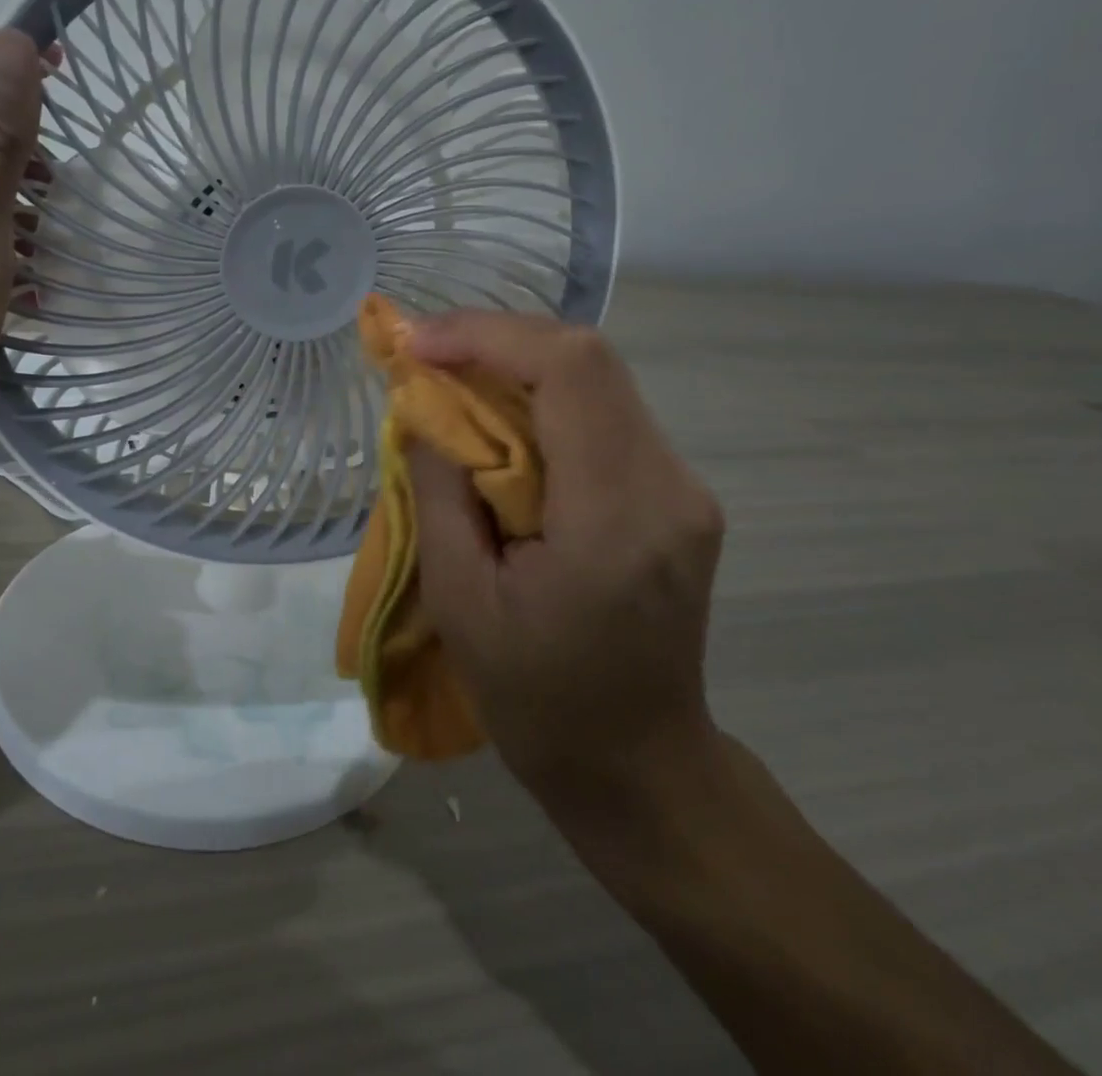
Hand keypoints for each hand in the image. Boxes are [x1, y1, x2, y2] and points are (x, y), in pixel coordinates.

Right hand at [404, 313, 725, 804]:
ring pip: (597, 379)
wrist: (638, 767)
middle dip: (497, 341)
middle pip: (589, 359)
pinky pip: (603, 414)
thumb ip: (439, 489)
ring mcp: (683, 487)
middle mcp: (668, 485)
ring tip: (451, 381)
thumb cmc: (536, 700)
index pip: (571, 370)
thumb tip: (424, 406)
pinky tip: (499, 422)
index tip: (419, 345)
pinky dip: (543, 400)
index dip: (488, 335)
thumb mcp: (459, 600)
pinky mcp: (675, 493)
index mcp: (616, 517)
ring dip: (517, 366)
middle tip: (426, 355)